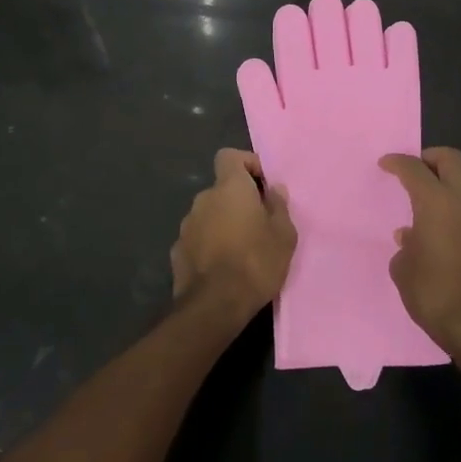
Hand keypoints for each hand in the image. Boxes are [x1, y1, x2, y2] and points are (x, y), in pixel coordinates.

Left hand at [170, 149, 296, 322]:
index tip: (262, 185)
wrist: (215, 305)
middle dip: (238, 201)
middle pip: (221, 189)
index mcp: (229, 188)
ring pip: (209, 214)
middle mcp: (203, 199)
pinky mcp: (177, 250)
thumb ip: (279, 207)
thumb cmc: (256, 262)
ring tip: (241, 250)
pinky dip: (209, 244)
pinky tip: (222, 266)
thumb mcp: (283, 236)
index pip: (229, 156)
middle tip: (259, 224)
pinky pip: (198, 238)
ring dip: (223, 223)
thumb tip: (274, 189)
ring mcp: (186, 225)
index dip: (247, 164)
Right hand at [379, 148, 460, 355]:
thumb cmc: (433, 294)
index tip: (386, 164)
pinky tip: (453, 232)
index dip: (397, 163)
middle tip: (417, 169)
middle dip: (431, 158)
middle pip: (452, 160)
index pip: (414, 169)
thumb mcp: (403, 270)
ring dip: (452, 183)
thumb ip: (406, 247)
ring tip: (436, 200)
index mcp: (436, 203)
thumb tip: (411, 237)